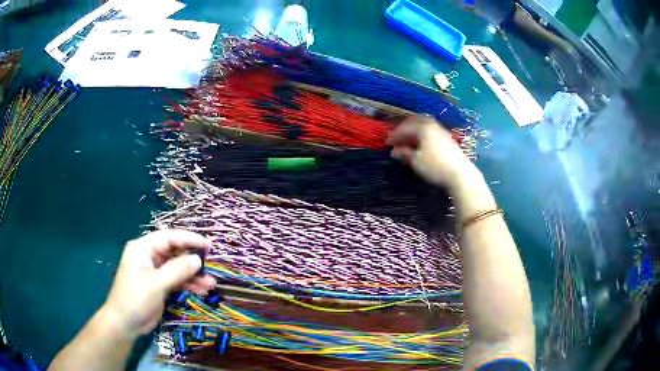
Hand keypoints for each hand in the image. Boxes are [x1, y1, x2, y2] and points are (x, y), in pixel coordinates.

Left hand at [101, 230, 215, 338]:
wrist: (125, 323)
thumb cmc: (136, 299)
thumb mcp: (156, 284)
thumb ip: (177, 270)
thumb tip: (198, 259)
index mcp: (143, 248)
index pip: (168, 237)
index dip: (189, 239)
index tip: (208, 245)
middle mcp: (149, 257)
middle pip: (174, 252)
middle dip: (192, 260)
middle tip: (211, 265)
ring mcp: (154, 272)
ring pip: (177, 268)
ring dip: (193, 275)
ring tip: (211, 283)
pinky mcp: (158, 285)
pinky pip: (176, 280)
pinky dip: (188, 284)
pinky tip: (202, 290)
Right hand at [387, 116, 480, 190]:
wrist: (460, 174)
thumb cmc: (435, 167)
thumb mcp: (416, 161)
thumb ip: (405, 153)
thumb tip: (394, 151)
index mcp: (423, 128)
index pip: (405, 128)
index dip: (395, 135)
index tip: (387, 142)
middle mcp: (433, 126)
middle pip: (416, 122)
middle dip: (405, 128)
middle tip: (397, 136)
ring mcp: (442, 131)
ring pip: (425, 125)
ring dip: (415, 130)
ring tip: (409, 139)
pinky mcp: (448, 139)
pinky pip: (432, 131)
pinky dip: (423, 134)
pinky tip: (422, 143)